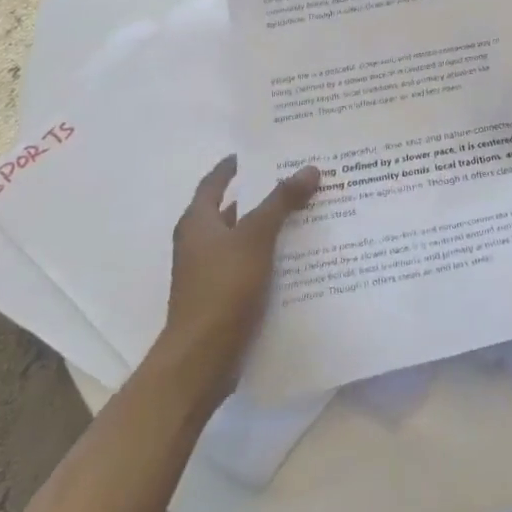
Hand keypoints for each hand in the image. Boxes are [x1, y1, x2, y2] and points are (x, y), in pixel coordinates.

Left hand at [158, 155, 319, 375]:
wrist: (200, 362)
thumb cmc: (221, 289)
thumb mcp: (255, 238)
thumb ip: (281, 201)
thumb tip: (310, 168)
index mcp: (198, 222)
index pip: (215, 181)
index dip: (235, 164)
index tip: (264, 150)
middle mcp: (201, 243)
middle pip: (236, 209)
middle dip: (267, 194)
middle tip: (303, 178)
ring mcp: (212, 272)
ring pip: (248, 239)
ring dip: (275, 226)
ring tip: (313, 211)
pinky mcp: (226, 297)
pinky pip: (255, 265)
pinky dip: (275, 256)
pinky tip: (305, 254)